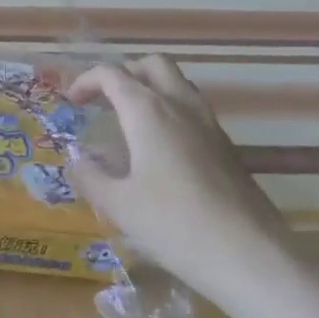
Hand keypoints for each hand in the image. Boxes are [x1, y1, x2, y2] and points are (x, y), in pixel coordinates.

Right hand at [67, 56, 294, 307]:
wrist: (248, 253)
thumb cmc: (174, 224)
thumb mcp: (120, 206)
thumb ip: (91, 177)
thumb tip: (75, 161)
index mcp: (148, 110)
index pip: (112, 74)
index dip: (86, 80)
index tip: (70, 101)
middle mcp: (180, 104)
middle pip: (152, 65)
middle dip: (124, 73)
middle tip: (104, 100)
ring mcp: (208, 122)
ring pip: (177, 83)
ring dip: (150, 89)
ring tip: (130, 121)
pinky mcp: (226, 145)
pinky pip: (193, 109)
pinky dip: (170, 111)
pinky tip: (161, 149)